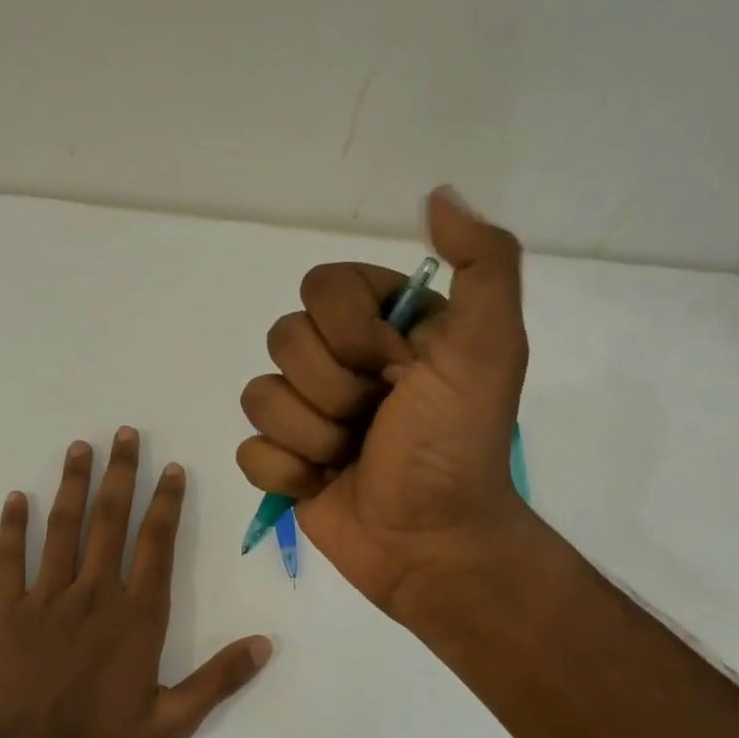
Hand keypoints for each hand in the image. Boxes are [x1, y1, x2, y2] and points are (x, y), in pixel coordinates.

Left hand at [0, 428, 272, 737]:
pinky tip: (15, 498)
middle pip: (111, 521)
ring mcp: (48, 598)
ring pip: (63, 529)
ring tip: (80, 447)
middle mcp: (95, 593)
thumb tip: (265, 644)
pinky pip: (10, 560)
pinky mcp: (8, 611)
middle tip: (125, 433)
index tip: (171, 468)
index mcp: (138, 616)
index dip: (166, 502)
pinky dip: (12, 528)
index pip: (157, 544)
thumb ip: (218, 680)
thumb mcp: (171, 722)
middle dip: (121, 474)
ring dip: (73, 485)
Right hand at [236, 187, 534, 614]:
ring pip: (259, 395)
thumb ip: (482, 263)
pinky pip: (249, 449)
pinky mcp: (284, 462)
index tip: (398, 369)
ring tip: (351, 458)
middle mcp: (340, 361)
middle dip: (333, 390)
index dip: (352, 332)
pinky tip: (322, 484)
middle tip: (376, 420)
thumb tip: (439, 195)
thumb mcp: (489, 348)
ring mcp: (307, 413)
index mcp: (383, 326)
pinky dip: (286, 473)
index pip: (321, 287)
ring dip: (312, 435)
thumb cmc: (455, 446)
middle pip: (283, 339)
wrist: (432, 543)